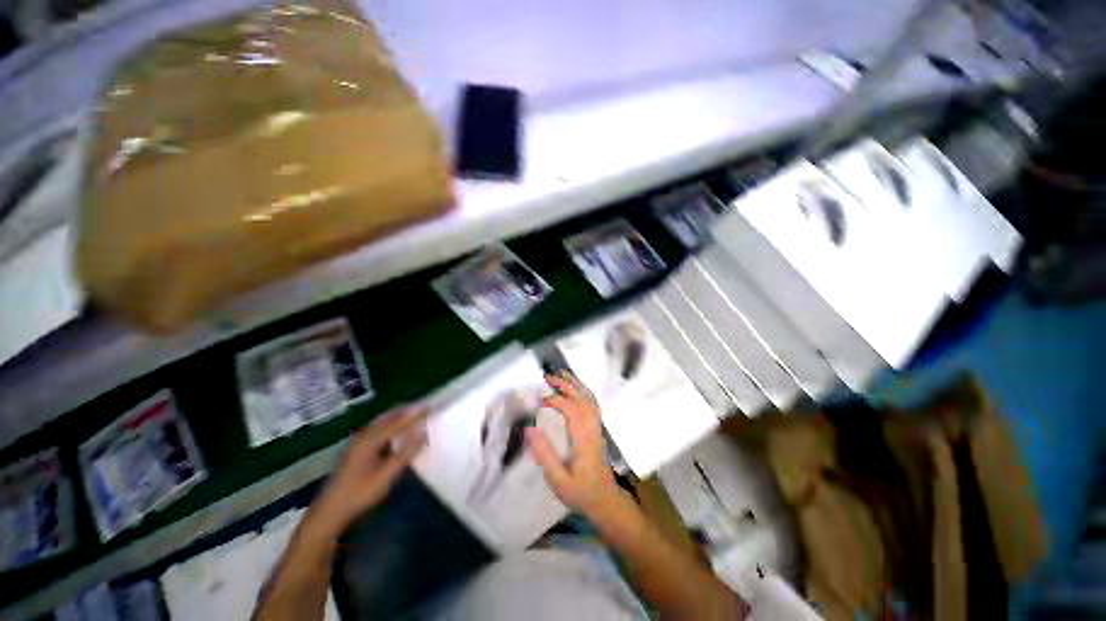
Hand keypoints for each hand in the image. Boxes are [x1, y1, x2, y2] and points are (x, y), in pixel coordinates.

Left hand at [308, 406, 426, 535]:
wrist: (330, 511)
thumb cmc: (360, 493)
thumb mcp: (386, 475)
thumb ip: (406, 453)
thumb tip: (423, 433)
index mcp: (370, 439)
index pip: (398, 421)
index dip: (415, 413)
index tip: (430, 405)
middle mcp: (364, 435)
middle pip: (388, 416)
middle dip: (406, 410)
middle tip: (424, 408)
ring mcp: (358, 442)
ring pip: (382, 422)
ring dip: (399, 416)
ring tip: (415, 415)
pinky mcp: (357, 449)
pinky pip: (378, 429)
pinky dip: (391, 424)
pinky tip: (397, 430)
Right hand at [528, 372, 622, 517]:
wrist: (606, 501)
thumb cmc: (581, 493)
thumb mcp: (559, 481)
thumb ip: (545, 455)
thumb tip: (530, 429)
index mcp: (583, 440)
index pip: (572, 410)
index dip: (556, 400)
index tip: (540, 400)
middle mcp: (592, 429)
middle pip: (582, 399)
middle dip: (565, 384)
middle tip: (548, 376)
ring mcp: (597, 428)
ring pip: (590, 399)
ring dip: (576, 384)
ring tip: (561, 374)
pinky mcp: (598, 429)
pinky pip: (593, 404)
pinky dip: (583, 391)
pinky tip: (575, 388)